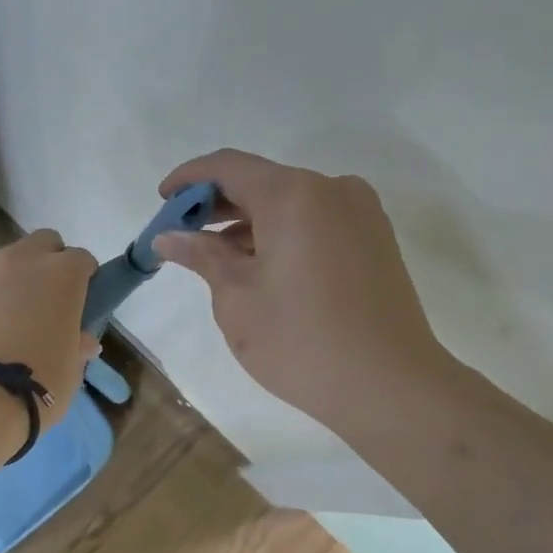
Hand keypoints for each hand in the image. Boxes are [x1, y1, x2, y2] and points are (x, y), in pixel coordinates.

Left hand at [0, 230, 99, 436]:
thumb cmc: (38, 383)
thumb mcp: (71, 368)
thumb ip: (77, 344)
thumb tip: (82, 340)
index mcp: (61, 274)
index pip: (81, 260)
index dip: (85, 279)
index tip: (82, 304)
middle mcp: (21, 260)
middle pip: (43, 243)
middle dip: (50, 263)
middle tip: (48, 302)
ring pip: (5, 260)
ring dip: (14, 279)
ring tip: (11, 319)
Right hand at [154, 150, 458, 435]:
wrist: (389, 386)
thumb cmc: (300, 341)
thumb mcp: (237, 299)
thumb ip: (202, 257)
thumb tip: (169, 237)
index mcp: (294, 194)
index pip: (229, 166)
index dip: (189, 179)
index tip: (162, 201)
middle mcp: (332, 190)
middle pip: (262, 181)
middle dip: (217, 205)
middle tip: (182, 236)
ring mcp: (360, 214)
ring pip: (290, 203)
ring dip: (249, 222)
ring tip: (215, 257)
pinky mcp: (375, 240)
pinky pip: (316, 222)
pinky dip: (281, 234)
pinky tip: (258, 266)